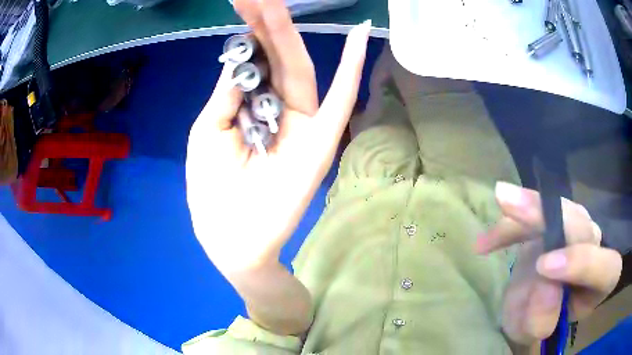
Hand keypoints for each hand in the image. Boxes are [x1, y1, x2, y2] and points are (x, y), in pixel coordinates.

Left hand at [186, 0, 370, 272]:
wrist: (232, 239)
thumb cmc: (212, 189)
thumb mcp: (209, 131)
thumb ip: (228, 93)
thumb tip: (242, 56)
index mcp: (251, 108)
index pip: (254, 62)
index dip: (248, 32)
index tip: (242, 4)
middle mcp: (280, 110)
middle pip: (277, 58)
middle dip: (266, 24)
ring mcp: (304, 124)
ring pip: (300, 70)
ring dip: (288, 34)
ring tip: (274, 3)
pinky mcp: (320, 142)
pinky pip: (341, 101)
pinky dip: (352, 70)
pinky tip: (360, 38)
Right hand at [476, 182, 622, 344]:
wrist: (538, 303)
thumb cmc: (543, 321)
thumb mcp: (539, 328)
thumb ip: (541, 319)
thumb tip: (544, 285)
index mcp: (603, 279)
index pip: (605, 267)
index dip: (581, 264)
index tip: (544, 267)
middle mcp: (596, 247)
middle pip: (582, 226)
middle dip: (554, 220)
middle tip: (517, 208)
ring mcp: (578, 227)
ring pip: (561, 210)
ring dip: (533, 207)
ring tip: (503, 200)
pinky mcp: (557, 219)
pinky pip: (536, 214)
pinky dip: (512, 225)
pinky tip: (487, 242)